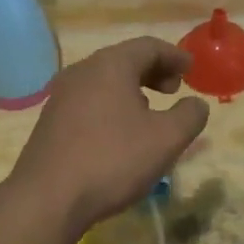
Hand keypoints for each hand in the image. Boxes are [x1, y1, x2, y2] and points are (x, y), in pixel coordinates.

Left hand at [10, 37, 210, 234]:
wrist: (47, 198)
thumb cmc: (112, 159)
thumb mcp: (165, 139)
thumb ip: (189, 116)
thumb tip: (196, 104)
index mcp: (111, 64)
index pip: (149, 46)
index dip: (174, 56)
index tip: (192, 70)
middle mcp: (83, 70)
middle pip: (124, 59)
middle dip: (153, 71)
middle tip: (174, 90)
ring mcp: (62, 94)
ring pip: (105, 79)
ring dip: (132, 88)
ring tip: (150, 111)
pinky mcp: (51, 118)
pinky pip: (89, 98)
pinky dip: (111, 103)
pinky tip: (119, 131)